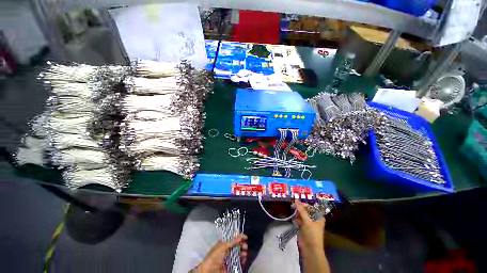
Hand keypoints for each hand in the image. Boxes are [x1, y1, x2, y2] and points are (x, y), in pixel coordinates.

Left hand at [193, 234, 247, 272]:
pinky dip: (242, 261)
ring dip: (243, 253)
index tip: (245, 237)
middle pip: (237, 247)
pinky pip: (239, 263)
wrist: (209, 271)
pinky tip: (243, 260)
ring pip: (239, 254)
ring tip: (245, 254)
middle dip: (242, 246)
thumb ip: (232, 241)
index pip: (233, 239)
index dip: (239, 238)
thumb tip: (240, 235)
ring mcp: (229, 259)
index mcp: (224, 244)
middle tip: (245, 247)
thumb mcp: (223, 246)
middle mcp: (227, 251)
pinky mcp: (231, 267)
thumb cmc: (213, 257)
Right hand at [292, 199, 325, 252]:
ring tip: (295, 217)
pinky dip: (296, 220)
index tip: (296, 202)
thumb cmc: (312, 234)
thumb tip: (296, 199)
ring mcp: (308, 223)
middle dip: (299, 209)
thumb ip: (301, 210)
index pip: (310, 207)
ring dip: (297, 215)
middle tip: (293, 207)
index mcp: (318, 216)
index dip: (303, 204)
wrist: (310, 250)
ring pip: (301, 214)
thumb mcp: (307, 221)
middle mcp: (314, 218)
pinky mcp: (303, 227)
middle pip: (305, 210)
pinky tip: (296, 222)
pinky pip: (299, 220)